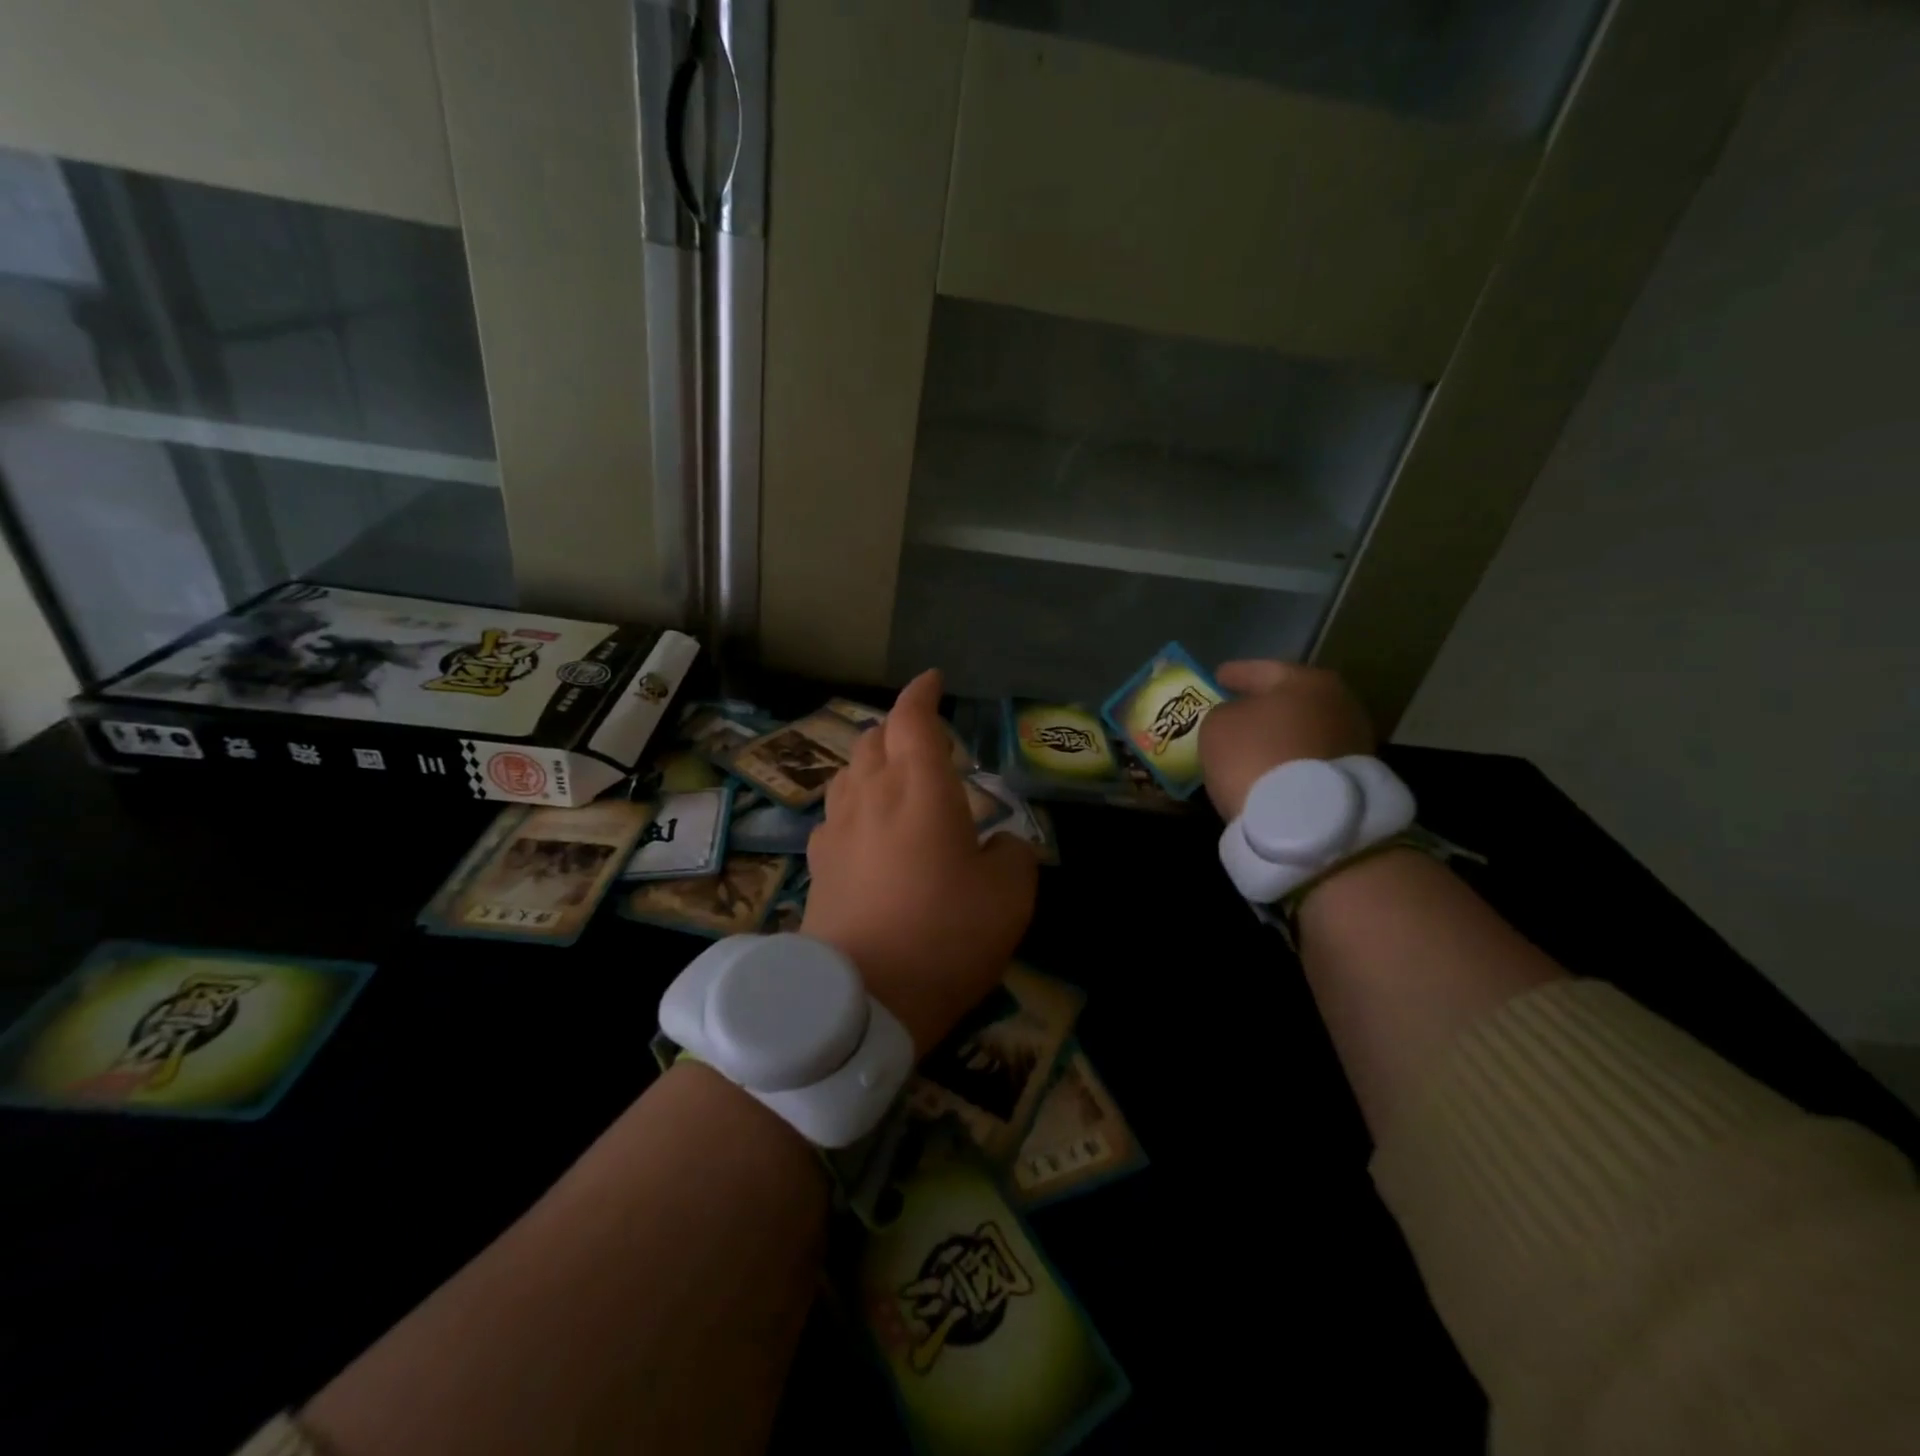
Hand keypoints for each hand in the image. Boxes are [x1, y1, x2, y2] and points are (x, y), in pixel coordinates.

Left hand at [801, 669, 1037, 1056]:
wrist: (861, 998)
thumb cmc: (945, 935)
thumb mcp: (1010, 897)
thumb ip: (1013, 855)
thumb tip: (1001, 844)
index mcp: (920, 788)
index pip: (913, 719)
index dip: (922, 695)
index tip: (933, 682)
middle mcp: (872, 795)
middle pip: (874, 740)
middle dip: (898, 728)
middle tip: (924, 741)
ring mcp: (837, 829)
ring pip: (849, 773)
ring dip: (872, 763)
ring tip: (894, 778)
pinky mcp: (818, 865)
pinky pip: (835, 815)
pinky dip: (854, 806)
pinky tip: (866, 829)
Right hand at [1198, 661, 1375, 820]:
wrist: (1307, 822)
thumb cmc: (1256, 756)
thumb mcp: (1218, 725)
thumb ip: (1225, 713)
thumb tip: (1238, 719)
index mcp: (1307, 680)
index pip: (1262, 669)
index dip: (1236, 673)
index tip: (1217, 677)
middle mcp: (1339, 704)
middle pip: (1290, 701)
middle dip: (1262, 706)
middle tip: (1235, 712)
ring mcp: (1353, 743)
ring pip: (1302, 732)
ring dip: (1278, 737)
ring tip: (1250, 747)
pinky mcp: (1353, 779)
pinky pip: (1309, 761)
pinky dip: (1289, 761)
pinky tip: (1268, 771)